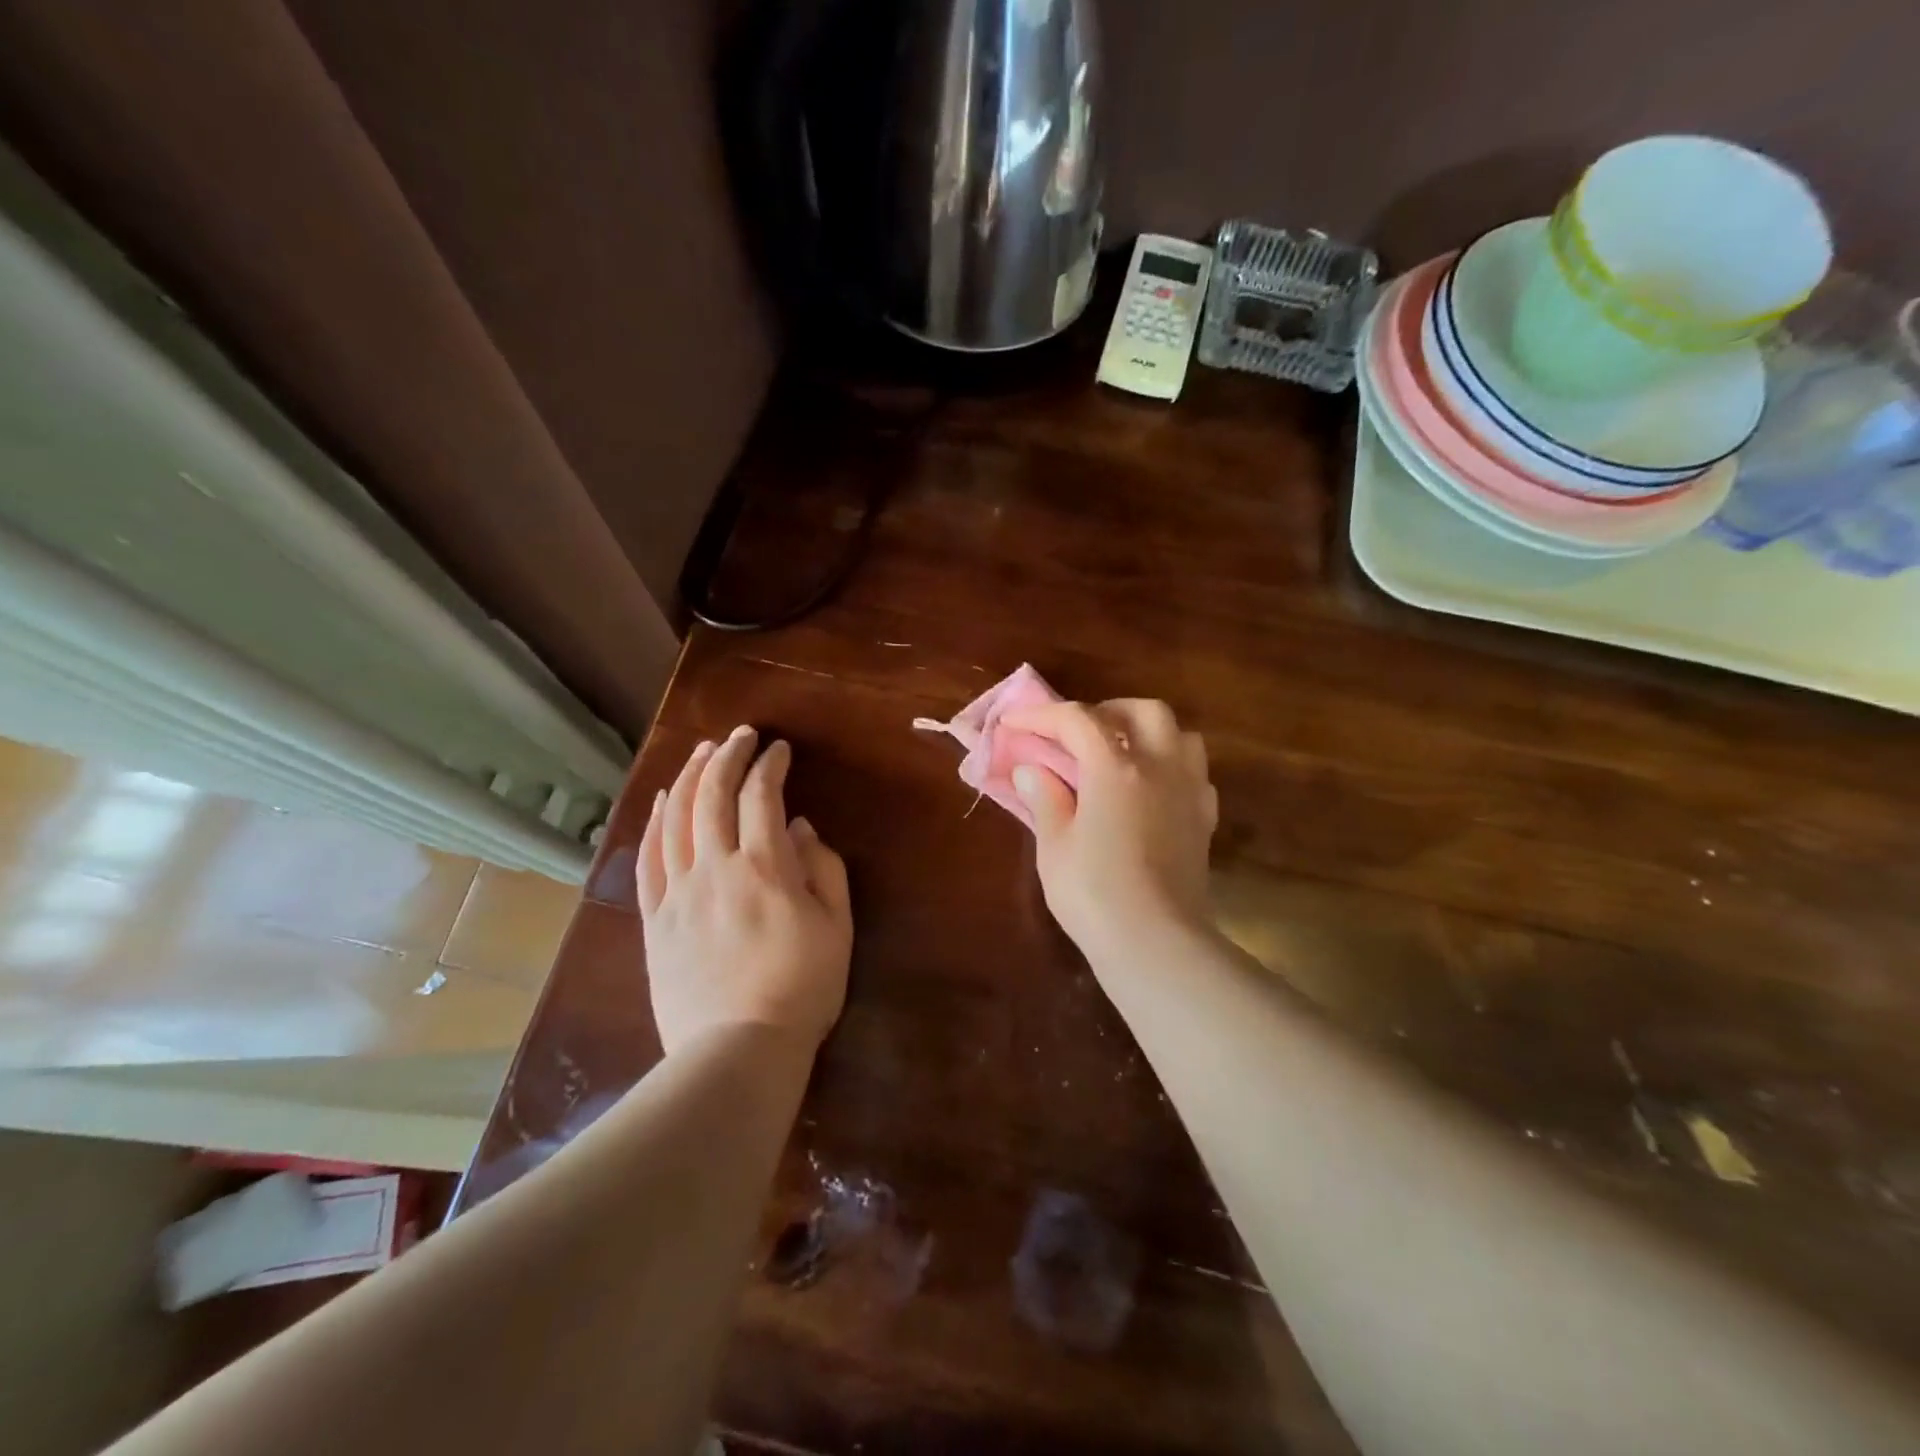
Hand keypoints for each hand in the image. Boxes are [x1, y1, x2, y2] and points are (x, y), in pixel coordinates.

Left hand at [637, 727, 852, 1055]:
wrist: (738, 1050)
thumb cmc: (801, 989)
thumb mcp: (836, 927)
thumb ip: (824, 870)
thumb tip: (800, 829)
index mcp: (764, 867)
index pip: (763, 796)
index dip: (770, 765)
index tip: (779, 750)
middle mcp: (715, 867)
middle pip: (713, 795)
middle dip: (727, 756)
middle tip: (740, 735)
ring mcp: (678, 892)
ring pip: (677, 819)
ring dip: (690, 778)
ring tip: (701, 752)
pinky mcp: (655, 919)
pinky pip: (649, 859)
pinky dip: (655, 823)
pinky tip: (662, 802)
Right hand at [1001, 698, 1217, 954]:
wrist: (1157, 944)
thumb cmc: (1094, 894)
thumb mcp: (1054, 846)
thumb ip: (1045, 798)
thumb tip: (1031, 770)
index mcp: (1116, 767)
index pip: (1077, 720)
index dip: (1041, 715)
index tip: (1014, 721)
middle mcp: (1160, 766)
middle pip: (1142, 710)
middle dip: (1106, 711)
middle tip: (1076, 734)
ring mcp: (1189, 790)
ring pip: (1179, 733)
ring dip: (1146, 731)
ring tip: (1118, 754)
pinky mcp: (1204, 819)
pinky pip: (1192, 772)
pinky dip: (1168, 765)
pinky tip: (1149, 789)